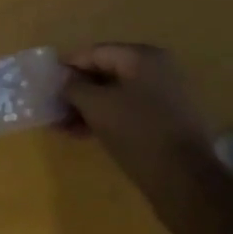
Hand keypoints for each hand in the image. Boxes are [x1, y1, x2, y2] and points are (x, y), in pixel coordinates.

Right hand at [61, 43, 213, 182]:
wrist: (186, 181)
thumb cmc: (138, 133)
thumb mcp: (98, 107)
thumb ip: (75, 87)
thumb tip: (63, 77)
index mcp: (143, 57)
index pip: (96, 52)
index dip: (68, 67)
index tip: (46, 83)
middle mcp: (158, 69)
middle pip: (107, 72)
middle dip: (78, 91)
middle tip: (53, 107)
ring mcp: (166, 95)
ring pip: (117, 95)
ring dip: (89, 108)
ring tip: (63, 126)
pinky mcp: (168, 121)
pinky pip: (130, 111)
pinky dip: (107, 119)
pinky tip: (84, 134)